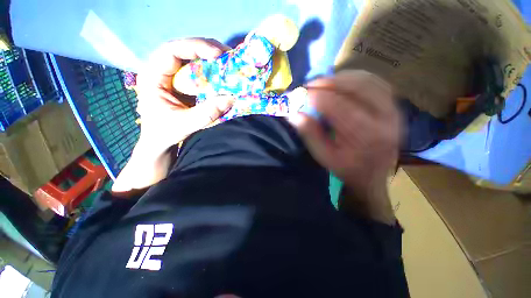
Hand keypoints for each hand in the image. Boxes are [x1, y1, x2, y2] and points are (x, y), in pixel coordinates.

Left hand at [112, 38, 233, 193]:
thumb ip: (207, 113)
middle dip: (207, 50)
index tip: (218, 54)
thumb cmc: (164, 133)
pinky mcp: (184, 85)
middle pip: (184, 50)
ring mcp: (174, 77)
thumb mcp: (185, 124)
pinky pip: (199, 73)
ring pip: (193, 60)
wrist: (159, 142)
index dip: (195, 47)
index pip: (171, 51)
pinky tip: (224, 76)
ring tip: (229, 63)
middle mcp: (162, 71)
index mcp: (153, 77)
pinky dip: (213, 73)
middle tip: (228, 55)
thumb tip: (231, 98)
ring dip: (212, 61)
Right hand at [288, 70, 400, 222]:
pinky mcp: (395, 105)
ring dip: (340, 78)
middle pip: (356, 87)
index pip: (337, 105)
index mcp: (365, 135)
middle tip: (309, 86)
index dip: (315, 96)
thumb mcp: (323, 155)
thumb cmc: (345, 169)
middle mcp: (385, 118)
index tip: (298, 94)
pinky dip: (355, 78)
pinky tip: (341, 84)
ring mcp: (394, 109)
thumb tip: (292, 112)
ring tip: (322, 84)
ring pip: (367, 80)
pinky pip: (375, 82)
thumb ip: (308, 133)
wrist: (373, 176)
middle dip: (327, 82)